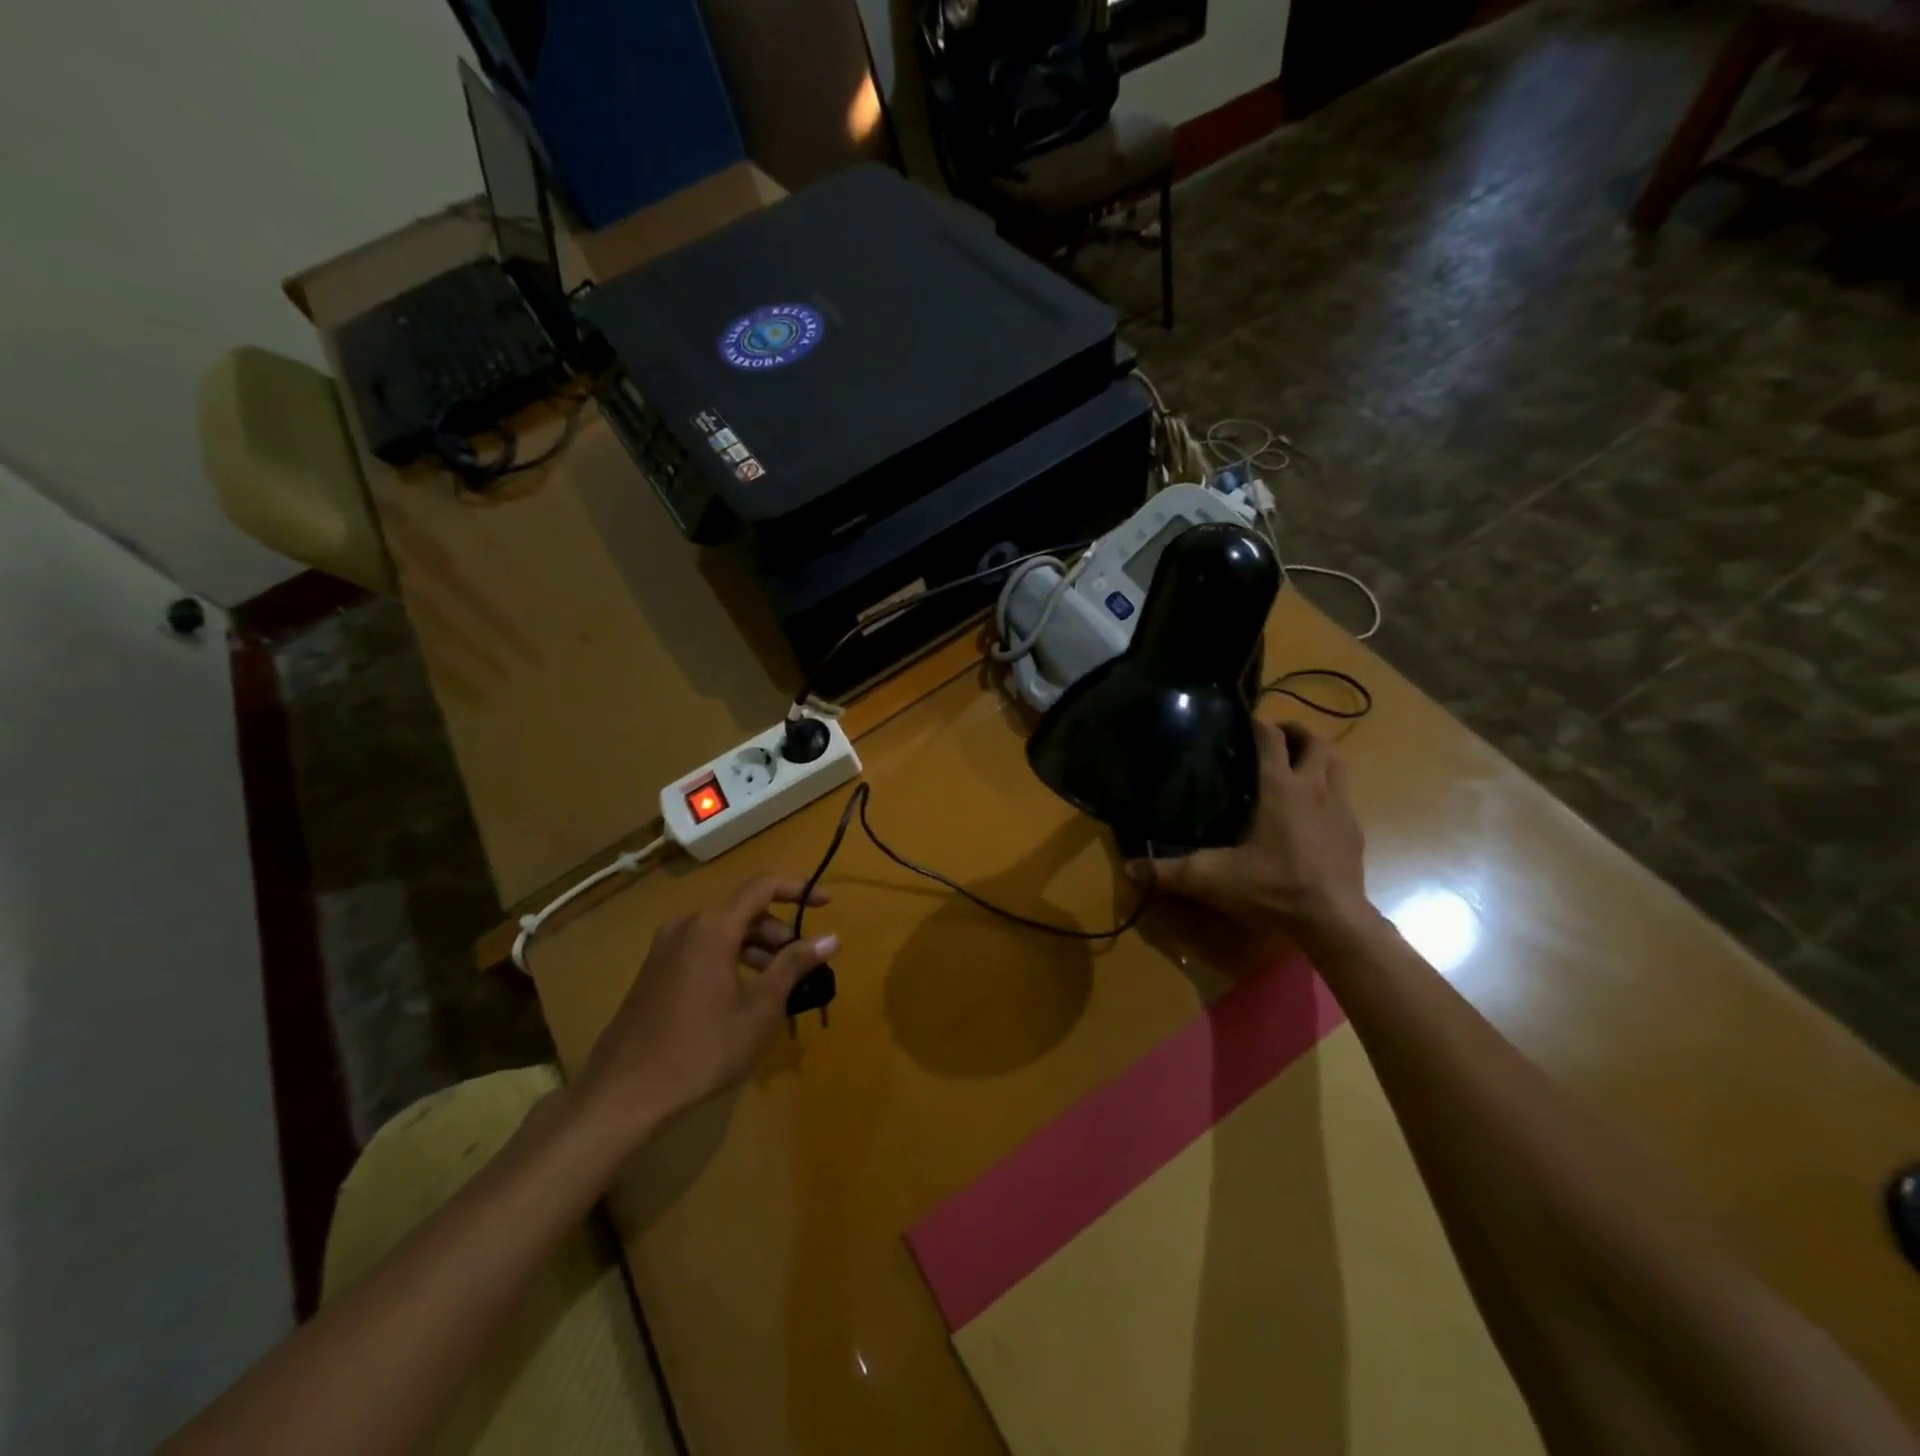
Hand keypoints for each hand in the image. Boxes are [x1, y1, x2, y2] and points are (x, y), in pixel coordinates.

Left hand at [573, 876, 836, 1149]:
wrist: (624, 1093)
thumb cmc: (701, 1048)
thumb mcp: (759, 1009)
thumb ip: (794, 966)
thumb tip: (831, 938)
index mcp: (712, 927)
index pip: (762, 887)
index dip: (798, 889)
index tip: (827, 903)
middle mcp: (686, 926)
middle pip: (743, 910)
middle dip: (779, 930)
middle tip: (804, 962)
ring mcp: (665, 948)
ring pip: (722, 932)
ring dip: (756, 948)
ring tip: (779, 983)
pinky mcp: (654, 971)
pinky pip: (702, 949)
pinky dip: (731, 959)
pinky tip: (744, 995)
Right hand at [1132, 720, 1371, 937]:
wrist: (1334, 920)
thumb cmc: (1275, 888)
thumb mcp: (1214, 879)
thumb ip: (1170, 872)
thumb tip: (1129, 869)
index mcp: (1280, 788)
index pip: (1272, 739)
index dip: (1258, 724)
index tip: (1243, 720)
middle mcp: (1314, 788)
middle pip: (1315, 741)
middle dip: (1295, 732)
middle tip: (1272, 739)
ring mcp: (1341, 808)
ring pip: (1337, 763)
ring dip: (1318, 756)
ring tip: (1296, 765)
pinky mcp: (1354, 831)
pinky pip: (1345, 795)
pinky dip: (1330, 789)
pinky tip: (1313, 811)